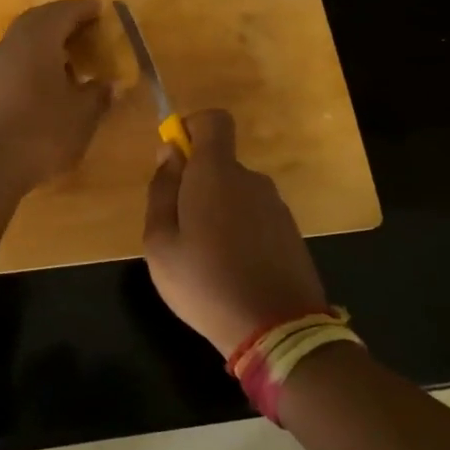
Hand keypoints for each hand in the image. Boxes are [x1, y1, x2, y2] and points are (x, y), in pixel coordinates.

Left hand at [0, 0, 113, 192]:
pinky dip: (33, 60)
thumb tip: (111, 84)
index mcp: (37, 39)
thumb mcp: (81, 115)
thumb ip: (98, 94)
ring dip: (46, 41)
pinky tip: (47, 82)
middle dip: (62, 20)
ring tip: (71, 57)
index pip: (63, 12)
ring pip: (22, 40)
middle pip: (38, 20)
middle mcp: (11, 43)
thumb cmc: (40, 132)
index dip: (84, 9)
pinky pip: (13, 60)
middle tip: (86, 29)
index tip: (101, 9)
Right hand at [142, 109, 326, 357]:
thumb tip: (169, 154)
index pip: (213, 120)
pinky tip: (231, 270)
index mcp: (217, 172)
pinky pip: (255, 216)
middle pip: (220, 163)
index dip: (191, 128)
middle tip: (178, 228)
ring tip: (204, 258)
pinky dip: (240, 231)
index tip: (174, 160)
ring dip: (217, 211)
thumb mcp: (159, 241)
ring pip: (236, 193)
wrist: (277, 330)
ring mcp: (276, 206)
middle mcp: (251, 179)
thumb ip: (161, 190)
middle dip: (196, 183)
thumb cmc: (204, 281)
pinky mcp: (290, 232)